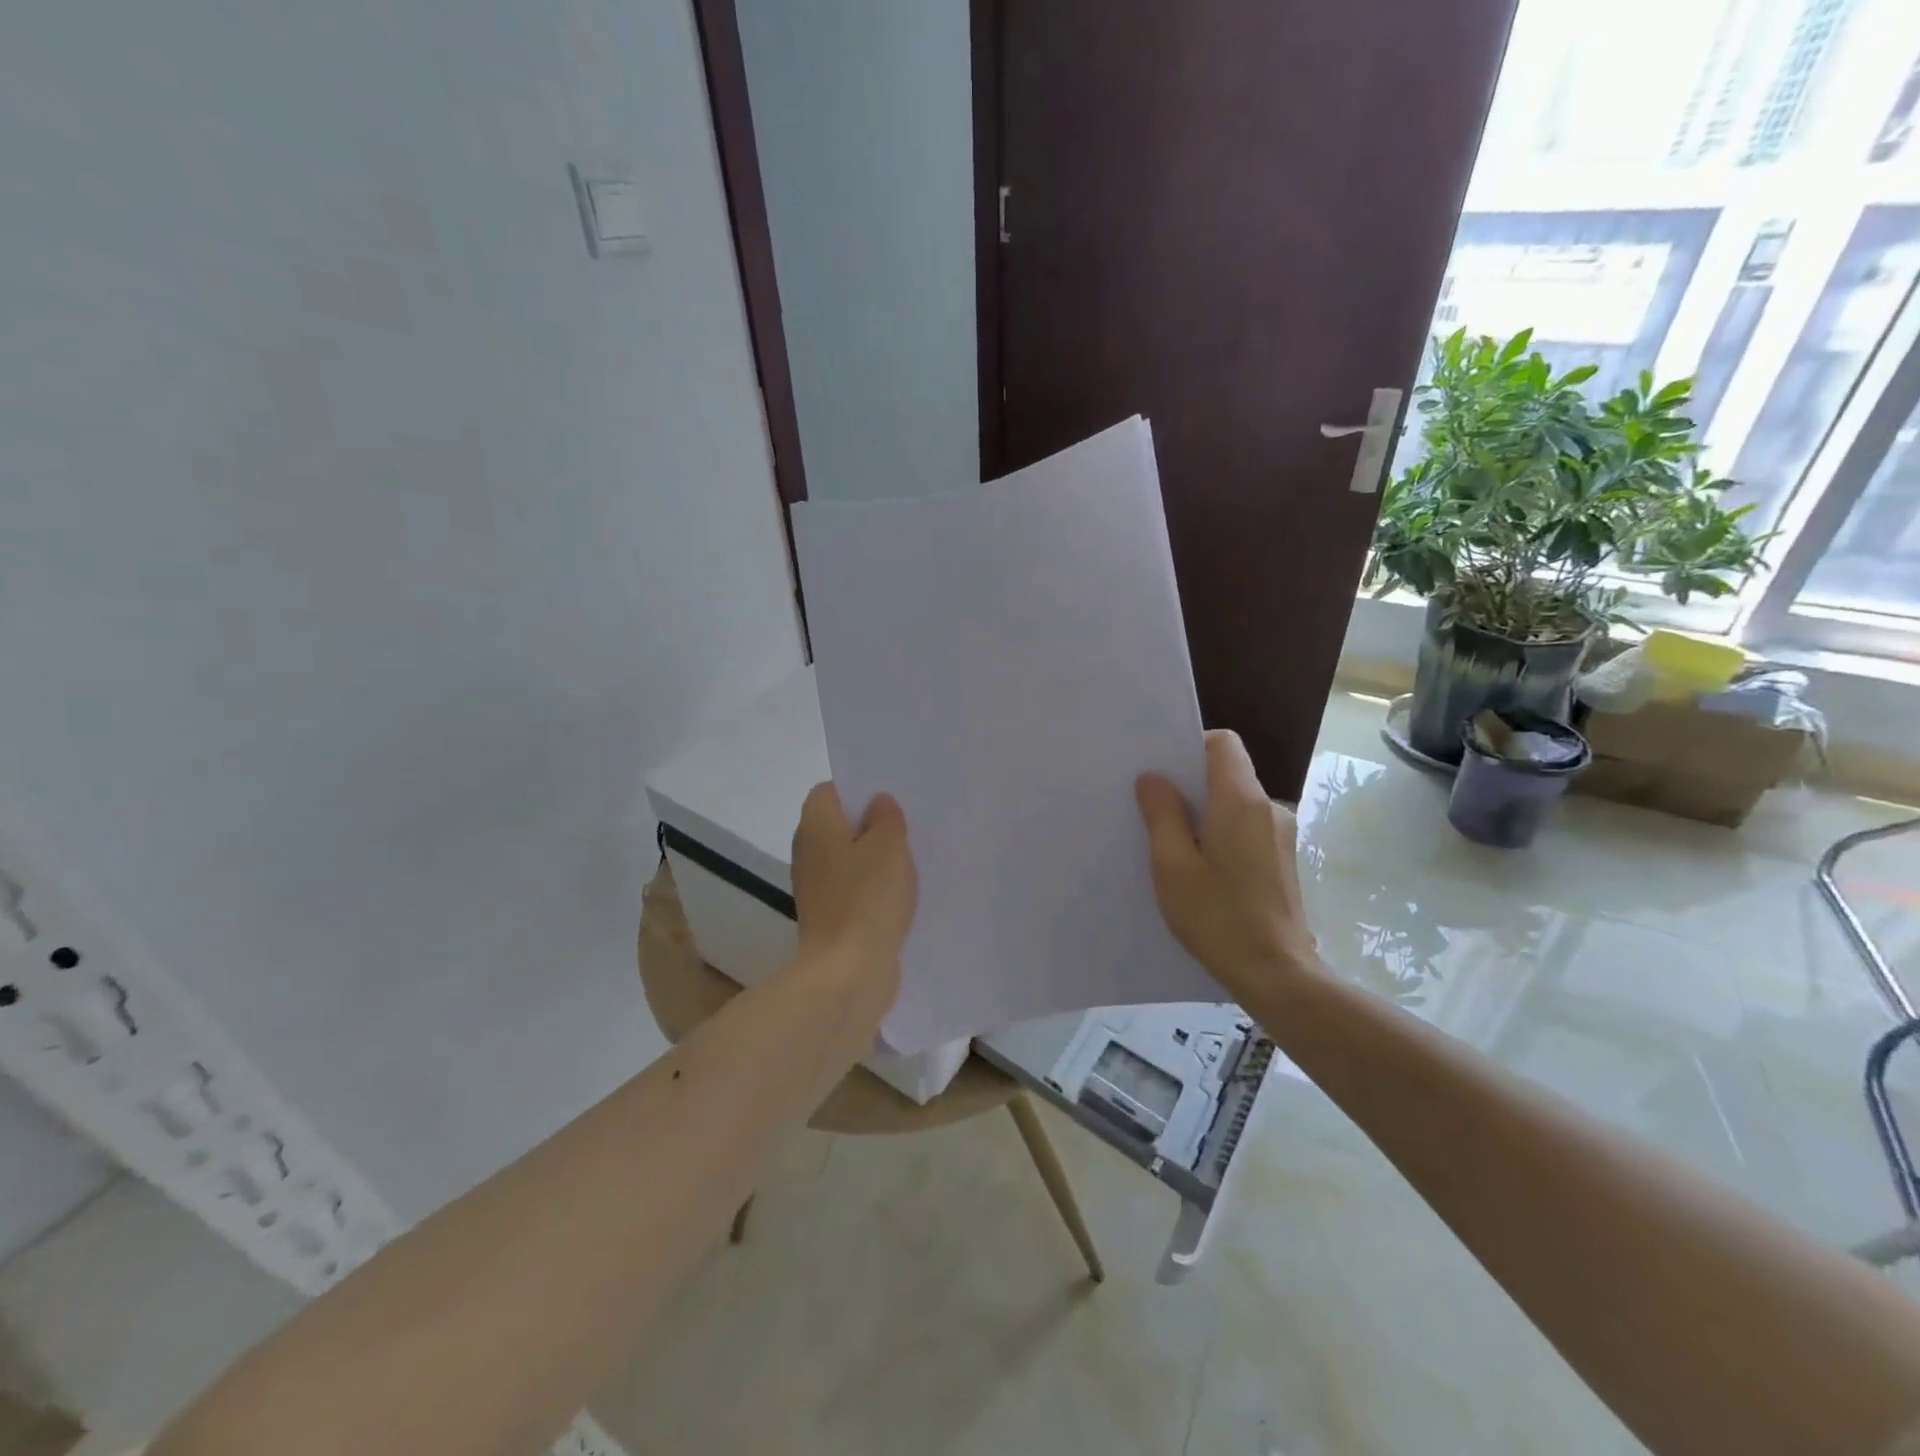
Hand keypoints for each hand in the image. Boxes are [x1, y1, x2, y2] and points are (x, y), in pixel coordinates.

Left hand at [791, 782, 917, 999]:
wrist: (847, 972)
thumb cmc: (868, 898)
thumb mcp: (889, 845)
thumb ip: (886, 817)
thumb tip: (878, 803)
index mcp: (816, 825)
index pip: (829, 791)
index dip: (857, 790)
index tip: (889, 801)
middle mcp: (807, 852)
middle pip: (837, 825)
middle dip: (869, 825)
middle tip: (906, 828)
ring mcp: (815, 887)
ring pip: (846, 858)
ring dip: (873, 859)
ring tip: (908, 862)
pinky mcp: (827, 917)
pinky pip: (851, 889)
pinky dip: (871, 889)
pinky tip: (898, 896)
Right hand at [1135, 730, 1316, 999]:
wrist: (1276, 973)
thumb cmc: (1217, 917)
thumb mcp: (1173, 865)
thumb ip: (1162, 814)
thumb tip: (1154, 778)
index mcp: (1241, 801)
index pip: (1223, 743)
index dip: (1191, 746)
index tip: (1162, 772)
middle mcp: (1269, 808)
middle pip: (1228, 773)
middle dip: (1191, 784)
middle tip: (1153, 810)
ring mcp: (1280, 835)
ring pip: (1236, 803)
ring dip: (1205, 814)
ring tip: (1173, 846)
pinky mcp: (1282, 859)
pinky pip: (1246, 828)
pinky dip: (1221, 835)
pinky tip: (1202, 870)